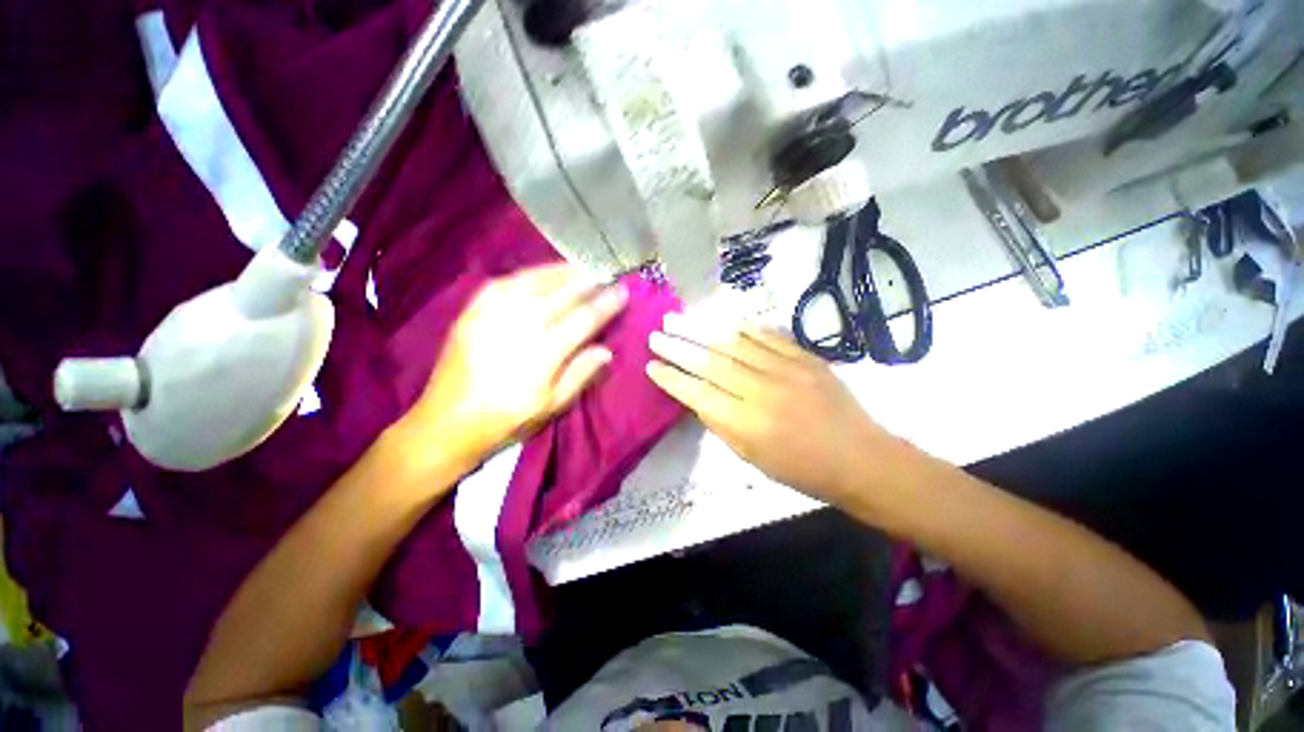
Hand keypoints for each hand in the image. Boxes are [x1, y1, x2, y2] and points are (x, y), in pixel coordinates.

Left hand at [401, 263, 627, 469]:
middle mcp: (519, 326)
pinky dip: (527, 274)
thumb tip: (606, 350)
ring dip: (559, 271)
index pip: (583, 319)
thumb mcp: (552, 405)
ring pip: (533, 281)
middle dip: (587, 280)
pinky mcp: (472, 311)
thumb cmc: (507, 418)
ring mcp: (493, 314)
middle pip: (561, 294)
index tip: (622, 291)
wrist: (448, 420)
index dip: (605, 304)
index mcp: (543, 353)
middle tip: (604, 271)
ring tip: (578, 267)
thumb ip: (581, 374)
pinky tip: (538, 274)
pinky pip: (504, 282)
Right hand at [646, 314, 893, 503]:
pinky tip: (725, 324)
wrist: (859, 458)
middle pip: (710, 362)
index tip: (651, 365)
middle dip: (678, 347)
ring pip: (734, 344)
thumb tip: (698, 396)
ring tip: (679, 321)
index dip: (671, 378)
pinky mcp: (805, 358)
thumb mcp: (751, 457)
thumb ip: (721, 424)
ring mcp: (786, 370)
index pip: (697, 393)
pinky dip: (743, 329)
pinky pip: (767, 336)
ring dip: (703, 332)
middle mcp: (762, 391)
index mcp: (746, 424)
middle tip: (656, 335)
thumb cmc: (801, 470)